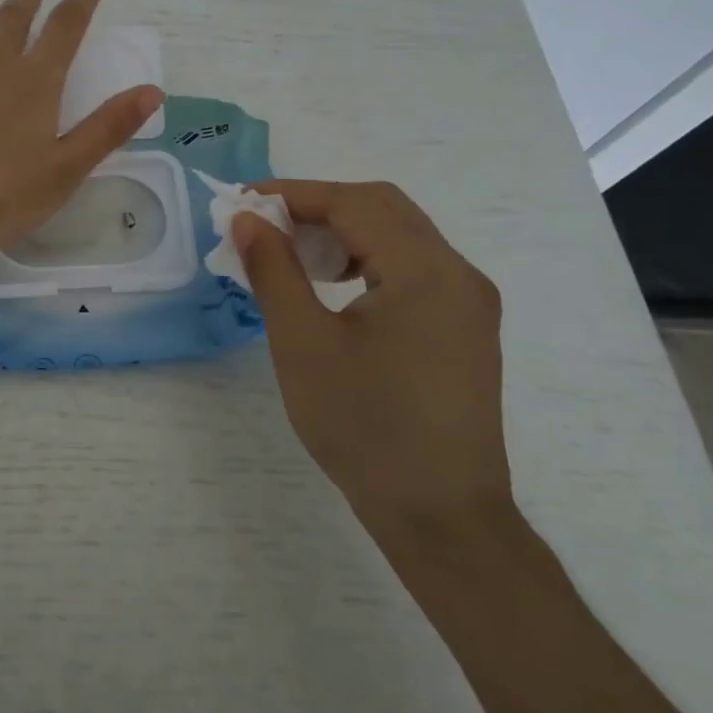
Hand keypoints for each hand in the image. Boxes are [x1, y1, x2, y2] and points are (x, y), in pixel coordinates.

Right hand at [231, 180, 510, 550]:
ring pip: (399, 235)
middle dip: (318, 207)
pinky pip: (413, 267)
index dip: (294, 194)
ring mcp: (468, 302)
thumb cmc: (365, 428)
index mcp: (426, 271)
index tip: (244, 202)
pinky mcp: (464, 328)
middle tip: (265, 226)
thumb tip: (249, 218)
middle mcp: (458, 274)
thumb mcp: (302, 344)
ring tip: (294, 257)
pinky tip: (334, 287)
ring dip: (344, 231)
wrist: (440, 518)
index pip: (354, 203)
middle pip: (382, 208)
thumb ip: (273, 270)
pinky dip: (368, 259)